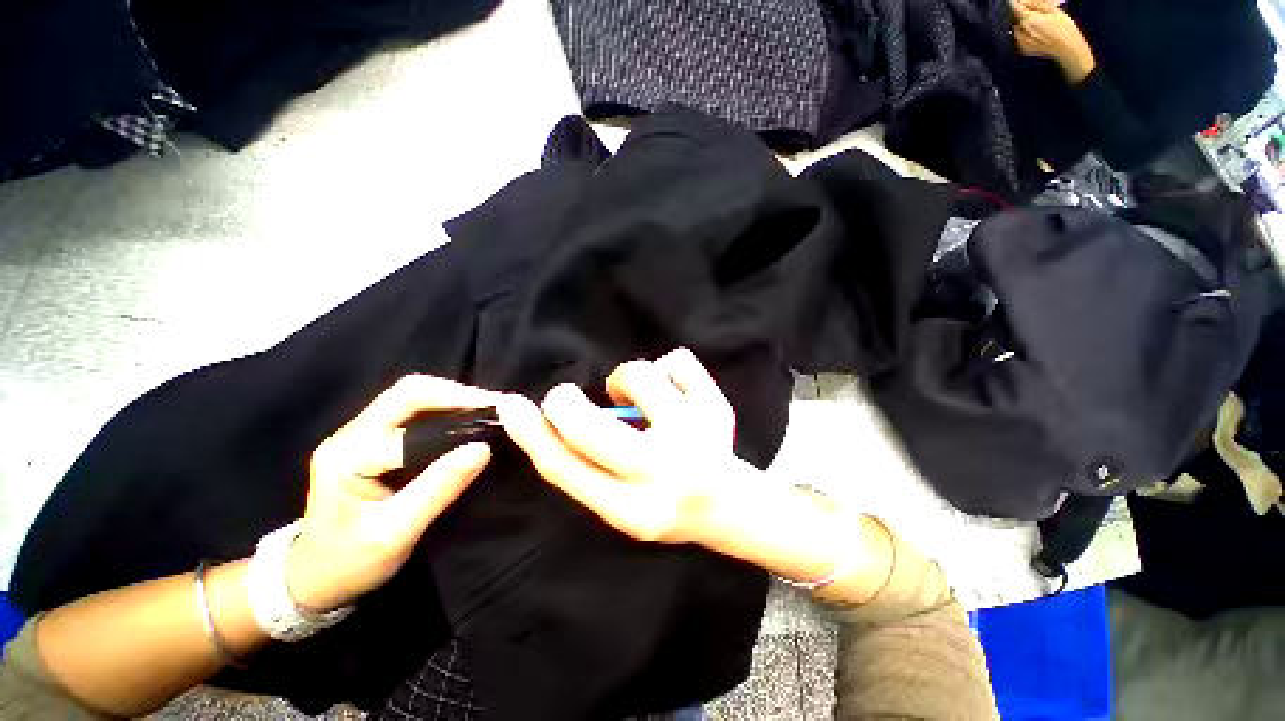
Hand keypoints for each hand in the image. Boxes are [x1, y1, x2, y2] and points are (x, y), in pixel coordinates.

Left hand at [286, 375, 497, 610]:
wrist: (313, 580)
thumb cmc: (349, 563)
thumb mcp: (396, 533)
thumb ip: (439, 488)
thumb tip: (483, 449)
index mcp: (349, 453)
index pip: (411, 414)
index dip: (458, 409)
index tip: (499, 417)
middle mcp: (351, 434)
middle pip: (409, 392)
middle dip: (458, 394)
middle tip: (496, 409)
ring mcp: (358, 434)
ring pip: (412, 397)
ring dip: (453, 400)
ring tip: (487, 414)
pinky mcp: (370, 441)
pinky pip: (412, 413)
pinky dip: (444, 411)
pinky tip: (466, 424)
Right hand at [499, 350, 897, 602]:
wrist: (729, 504)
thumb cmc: (664, 502)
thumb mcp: (618, 501)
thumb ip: (584, 465)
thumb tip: (549, 416)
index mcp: (631, 510)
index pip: (565, 468)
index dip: (530, 433)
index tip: (512, 405)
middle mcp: (664, 473)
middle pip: (590, 428)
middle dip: (566, 403)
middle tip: (567, 397)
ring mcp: (696, 435)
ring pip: (640, 375)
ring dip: (626, 380)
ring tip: (640, 398)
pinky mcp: (718, 407)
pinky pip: (677, 360)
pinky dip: (668, 369)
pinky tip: (674, 392)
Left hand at [1010, 0, 1095, 82]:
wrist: (1067, 51)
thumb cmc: (1064, 28)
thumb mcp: (1053, 11)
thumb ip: (1036, 4)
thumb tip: (1022, 0)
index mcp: (1026, 20)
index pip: (1014, 7)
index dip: (1014, 1)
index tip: (1017, 0)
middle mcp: (1019, 32)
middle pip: (1015, 18)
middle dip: (1023, 12)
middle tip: (1035, 11)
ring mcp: (1019, 42)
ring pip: (1017, 27)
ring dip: (1023, 23)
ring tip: (1038, 22)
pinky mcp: (1022, 49)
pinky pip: (1020, 37)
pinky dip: (1025, 32)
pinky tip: (1037, 33)